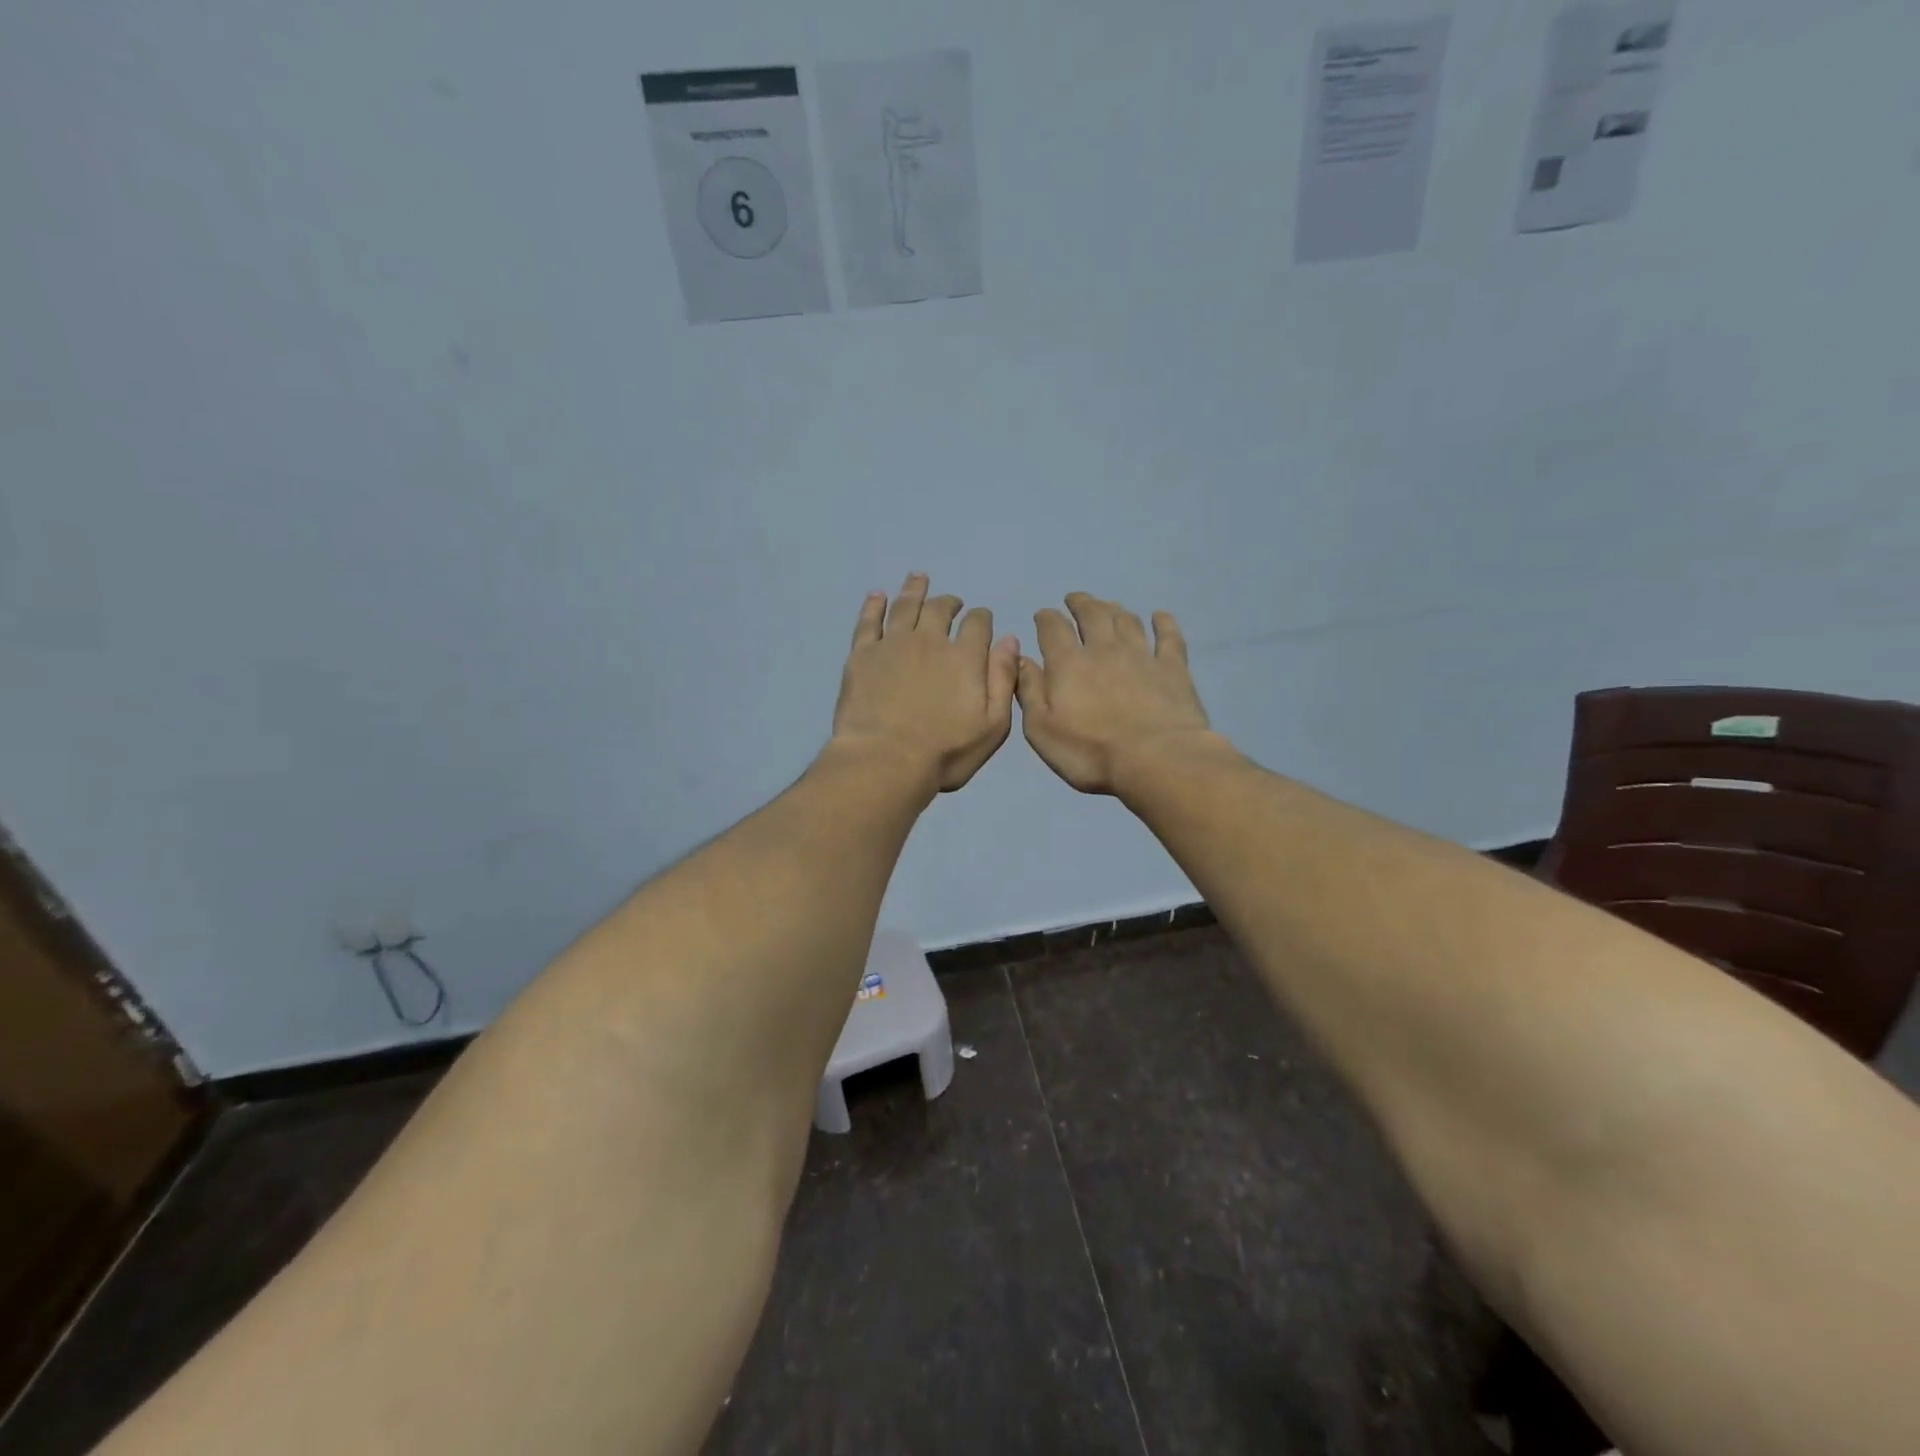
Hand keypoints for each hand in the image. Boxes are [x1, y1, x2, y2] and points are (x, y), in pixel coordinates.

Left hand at [831, 574, 1018, 793]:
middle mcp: (929, 641)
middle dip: (949, 603)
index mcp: (964, 657)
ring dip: (914, 590)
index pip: (977, 624)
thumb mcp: (992, 726)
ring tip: (918, 578)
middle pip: (940, 609)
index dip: (981, 619)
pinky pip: (868, 621)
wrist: (885, 761)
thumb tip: (1009, 640)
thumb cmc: (945, 752)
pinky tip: (876, 595)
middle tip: (951, 602)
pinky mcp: (862, 655)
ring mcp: (893, 644)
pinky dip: (874, 605)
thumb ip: (1003, 680)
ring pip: (905, 606)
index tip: (980, 619)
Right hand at [1017, 593, 1219, 794]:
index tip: (1042, 615)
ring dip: (1114, 609)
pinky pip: (1168, 636)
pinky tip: (1160, 616)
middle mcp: (1104, 649)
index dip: (1046, 618)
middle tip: (1075, 599)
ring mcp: (1142, 655)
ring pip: (1127, 621)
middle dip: (1080, 603)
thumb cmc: (1090, 752)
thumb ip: (1029, 691)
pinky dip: (1163, 623)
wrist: (1156, 760)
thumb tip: (1021, 659)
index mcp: (1069, 663)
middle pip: (1092, 614)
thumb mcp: (1042, 730)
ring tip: (1108, 606)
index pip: (1053, 628)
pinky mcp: (1173, 668)